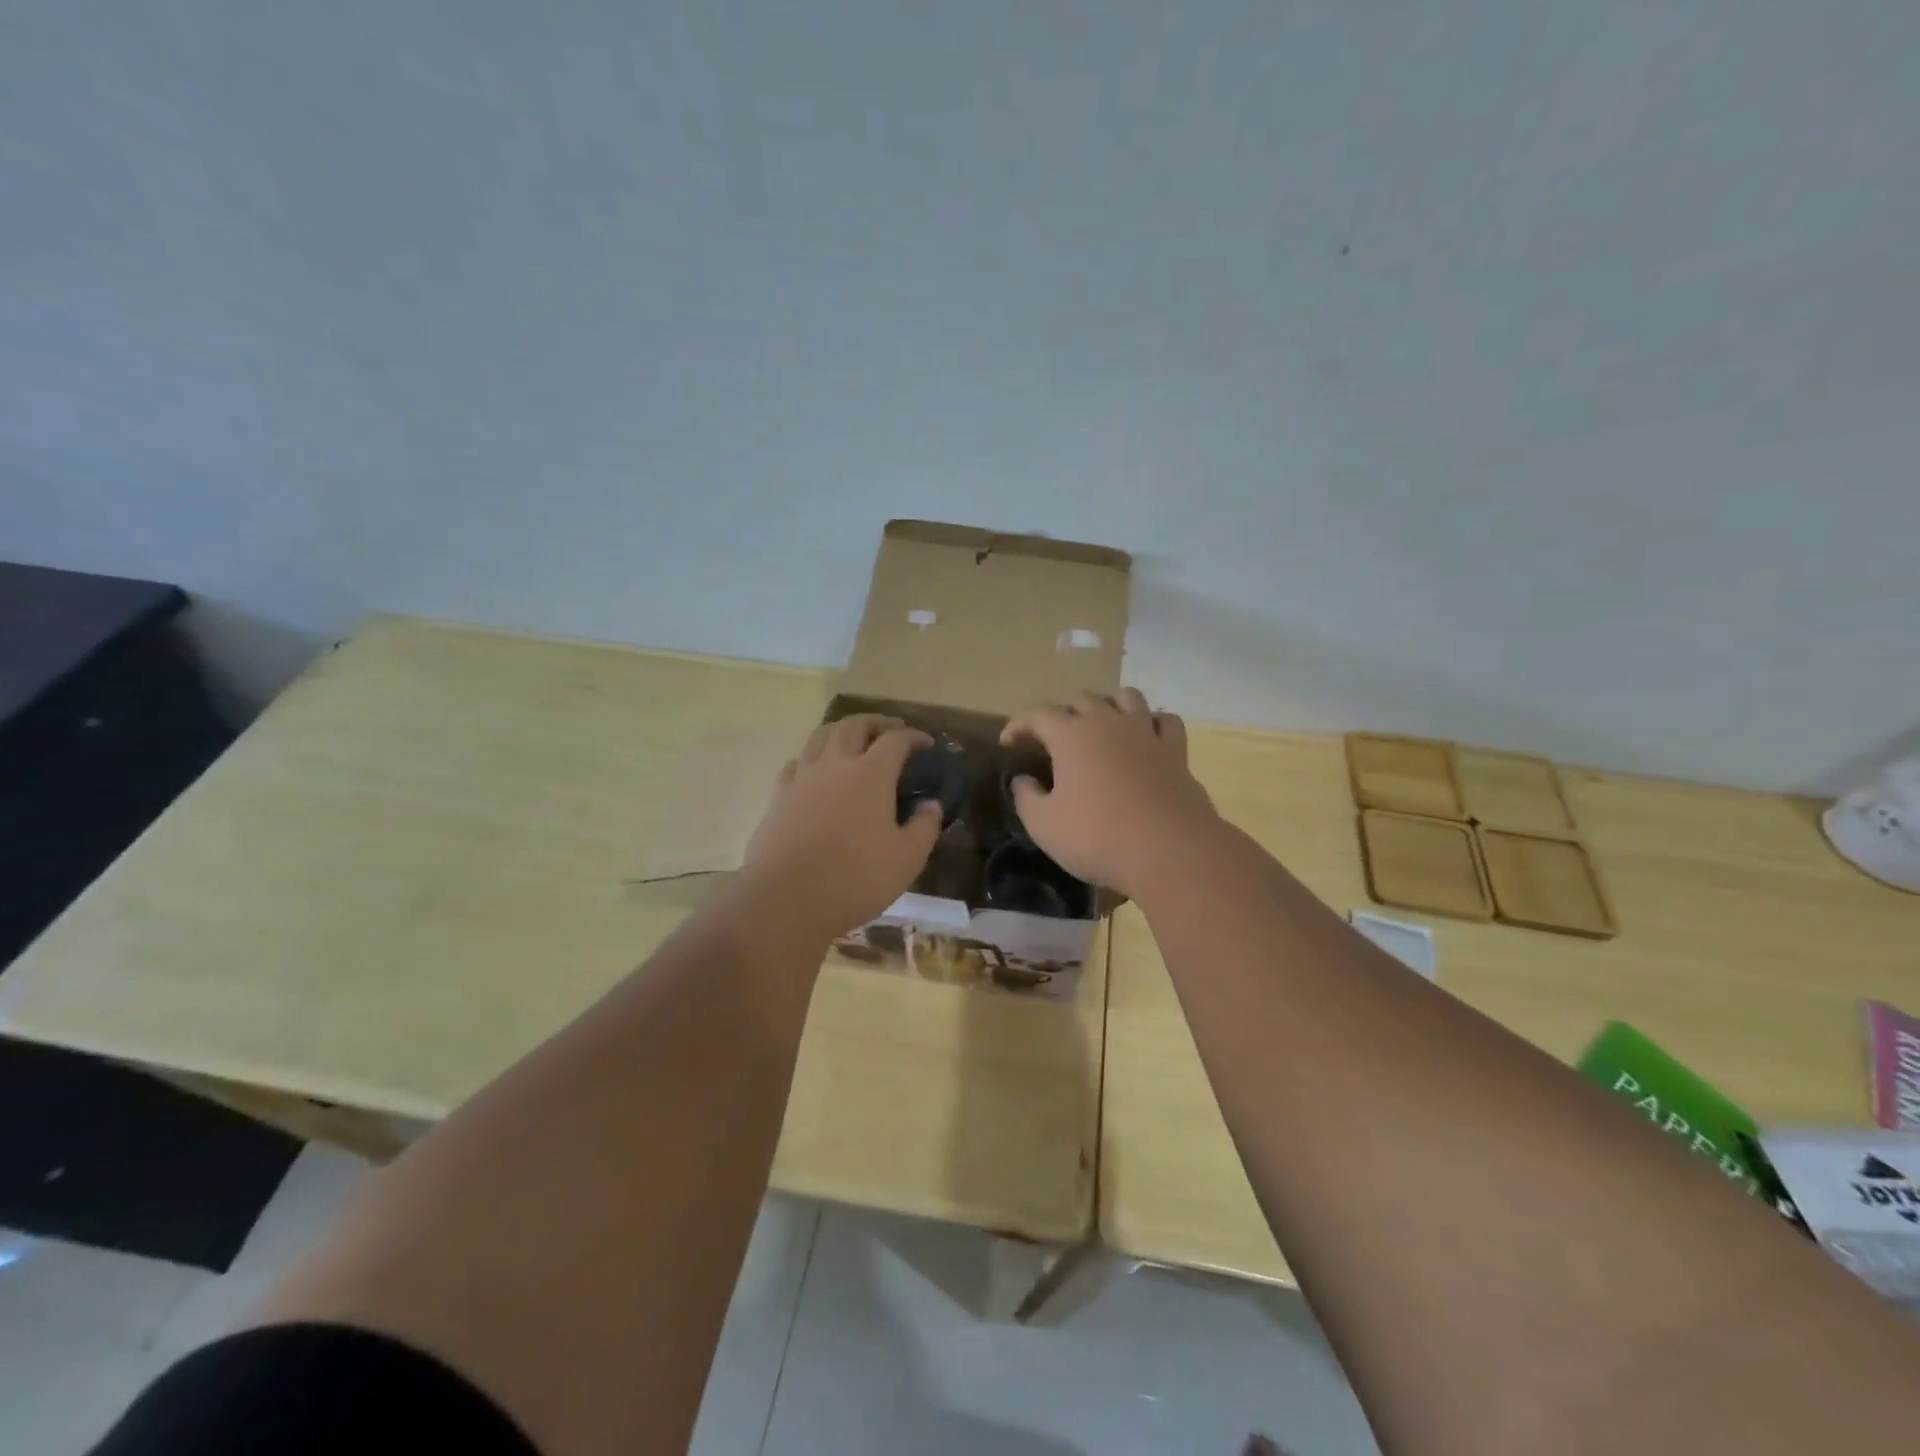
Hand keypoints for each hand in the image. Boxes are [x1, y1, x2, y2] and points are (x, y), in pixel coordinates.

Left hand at [741, 714, 943, 937]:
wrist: (787, 898)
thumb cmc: (856, 878)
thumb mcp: (907, 859)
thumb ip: (925, 827)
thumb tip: (931, 804)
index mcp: (871, 774)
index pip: (896, 740)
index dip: (914, 736)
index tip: (926, 743)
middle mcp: (835, 765)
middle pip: (854, 725)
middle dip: (876, 722)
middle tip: (891, 729)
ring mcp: (802, 779)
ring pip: (820, 736)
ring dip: (841, 730)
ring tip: (852, 738)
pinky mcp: (778, 797)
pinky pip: (795, 763)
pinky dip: (811, 757)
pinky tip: (814, 770)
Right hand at [999, 689, 1219, 898]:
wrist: (1169, 850)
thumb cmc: (1097, 837)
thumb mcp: (1044, 825)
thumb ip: (1026, 798)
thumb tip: (1022, 780)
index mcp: (1071, 735)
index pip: (1038, 714)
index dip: (1019, 725)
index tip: (1008, 743)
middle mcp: (1108, 722)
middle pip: (1082, 699)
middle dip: (1063, 714)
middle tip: (1054, 741)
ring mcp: (1146, 732)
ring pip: (1126, 697)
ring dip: (1108, 705)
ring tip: (1100, 726)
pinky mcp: (1176, 750)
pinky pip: (1165, 720)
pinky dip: (1152, 722)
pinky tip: (1146, 736)